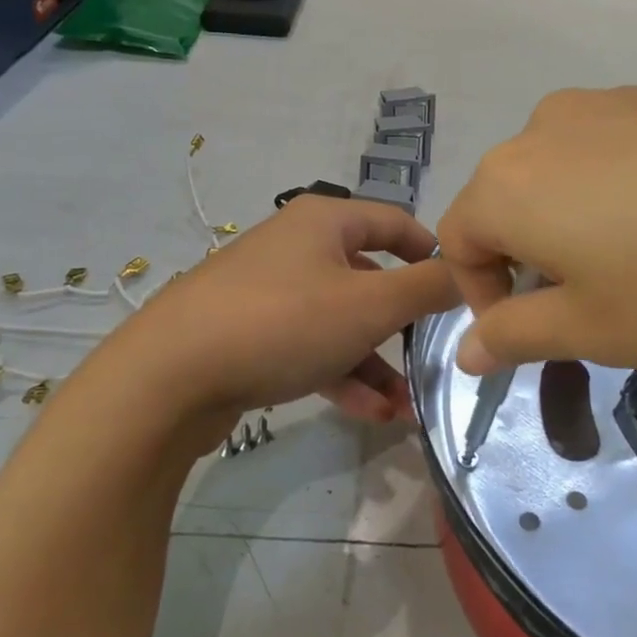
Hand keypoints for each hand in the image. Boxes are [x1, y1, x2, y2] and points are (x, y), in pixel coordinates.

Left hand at [94, 195, 457, 434]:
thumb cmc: (283, 323)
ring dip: (376, 363)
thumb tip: (467, 274)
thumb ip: (427, 288)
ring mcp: (268, 293)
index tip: (461, 289)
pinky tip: (370, 414)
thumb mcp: (369, 305)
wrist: (169, 376)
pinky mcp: (249, 335)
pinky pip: (309, 348)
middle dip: (404, 325)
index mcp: (324, 222)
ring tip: (405, 408)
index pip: (395, 222)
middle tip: (434, 359)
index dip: (433, 252)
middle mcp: (296, 247)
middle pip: (368, 278)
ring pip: (340, 322)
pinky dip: (341, 375)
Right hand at [437, 87, 636, 375]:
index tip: (535, 335)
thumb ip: (516, 336)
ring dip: (578, 229)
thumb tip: (465, 349)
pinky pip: (617, 152)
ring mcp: (614, 101)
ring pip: (564, 177)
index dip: (482, 297)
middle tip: (593, 308)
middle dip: (532, 263)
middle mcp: (546, 127)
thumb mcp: (597, 330)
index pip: (457, 241)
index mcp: (509, 182)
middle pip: (508, 204)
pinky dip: (625, 196)